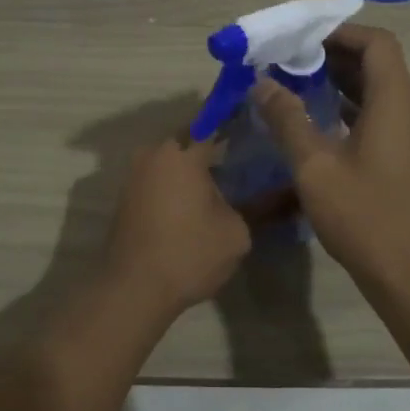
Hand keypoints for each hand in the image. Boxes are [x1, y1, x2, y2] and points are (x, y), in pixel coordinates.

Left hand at [102, 136, 249, 315]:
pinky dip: (176, 182)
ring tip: (223, 180)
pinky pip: (158, 177)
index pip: (213, 123)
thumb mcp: (237, 232)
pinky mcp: (126, 197)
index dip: (235, 120)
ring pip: (171, 158)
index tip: (255, 125)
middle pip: (189, 138)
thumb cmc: (189, 253)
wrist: (133, 289)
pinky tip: (196, 200)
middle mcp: (154, 154)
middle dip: (213, 144)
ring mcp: (135, 175)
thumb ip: (260, 206)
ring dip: (192, 166)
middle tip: (242, 156)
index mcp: (182, 153)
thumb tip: (283, 192)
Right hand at [252, 24, 409, 295]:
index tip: (304, 38)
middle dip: (336, 57)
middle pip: (380, 66)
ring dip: (344, 85)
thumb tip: (263, 84)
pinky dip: (355, 111)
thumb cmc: (364, 216)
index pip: (378, 43)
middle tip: (292, 62)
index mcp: (396, 103)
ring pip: (382, 94)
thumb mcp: (315, 167)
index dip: (341, 33)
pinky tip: (323, 128)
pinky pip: (385, 119)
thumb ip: (288, 120)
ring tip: (300, 89)